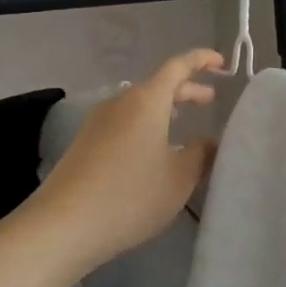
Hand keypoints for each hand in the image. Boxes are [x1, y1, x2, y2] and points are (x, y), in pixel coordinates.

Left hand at [29, 49, 223, 274]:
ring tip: (183, 122)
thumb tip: (208, 142)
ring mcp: (98, 123)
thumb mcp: (179, 178)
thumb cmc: (131, 196)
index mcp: (147, 101)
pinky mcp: (85, 144)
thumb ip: (200, 155)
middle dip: (186, 89)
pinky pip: (124, 123)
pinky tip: (153, 151)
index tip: (222, 63)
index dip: (202, 60)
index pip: (178, 66)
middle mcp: (120, 103)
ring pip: (139, 105)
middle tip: (210, 100)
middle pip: (158, 85)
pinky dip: (146, 125)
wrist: (63, 226)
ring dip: (164, 109)